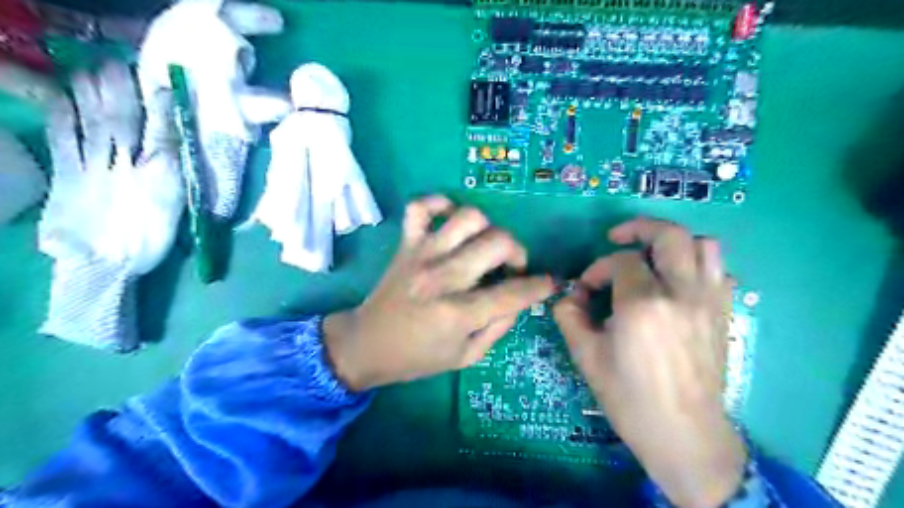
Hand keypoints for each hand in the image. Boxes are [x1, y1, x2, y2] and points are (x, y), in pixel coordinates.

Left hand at [321, 196, 553, 391]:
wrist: (366, 343)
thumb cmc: (417, 357)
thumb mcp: (465, 357)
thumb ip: (498, 327)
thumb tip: (519, 299)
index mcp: (458, 313)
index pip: (513, 292)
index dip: (540, 286)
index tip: (549, 283)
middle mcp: (441, 277)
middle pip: (497, 242)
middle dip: (518, 252)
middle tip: (513, 267)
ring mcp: (421, 254)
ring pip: (468, 217)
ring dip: (488, 228)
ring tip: (484, 246)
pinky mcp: (406, 244)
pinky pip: (420, 206)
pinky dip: (439, 203)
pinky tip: (450, 218)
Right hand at [554, 217, 745, 507]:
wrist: (683, 433)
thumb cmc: (629, 397)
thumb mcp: (585, 356)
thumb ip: (570, 316)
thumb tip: (569, 295)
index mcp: (643, 304)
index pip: (621, 261)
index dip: (597, 268)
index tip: (585, 289)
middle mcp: (681, 293)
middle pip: (670, 235)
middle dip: (639, 228)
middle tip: (618, 238)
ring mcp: (709, 301)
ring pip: (705, 245)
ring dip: (674, 242)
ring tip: (652, 256)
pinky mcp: (723, 314)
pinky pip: (719, 272)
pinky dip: (698, 265)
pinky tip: (678, 283)